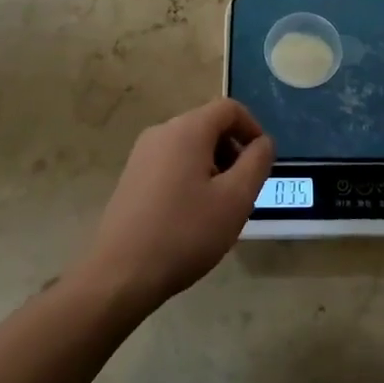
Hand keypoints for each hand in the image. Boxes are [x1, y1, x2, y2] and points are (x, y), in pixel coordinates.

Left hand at [78, 99, 274, 314]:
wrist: (120, 274)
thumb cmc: (184, 233)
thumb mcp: (235, 199)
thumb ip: (256, 163)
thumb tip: (263, 143)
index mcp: (187, 129)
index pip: (229, 108)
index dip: (253, 128)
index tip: (262, 162)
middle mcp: (162, 132)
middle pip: (209, 126)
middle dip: (233, 151)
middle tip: (243, 191)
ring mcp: (142, 154)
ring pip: (190, 146)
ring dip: (214, 166)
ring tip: (220, 208)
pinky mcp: (132, 176)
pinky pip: (172, 163)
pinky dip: (192, 177)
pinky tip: (192, 216)